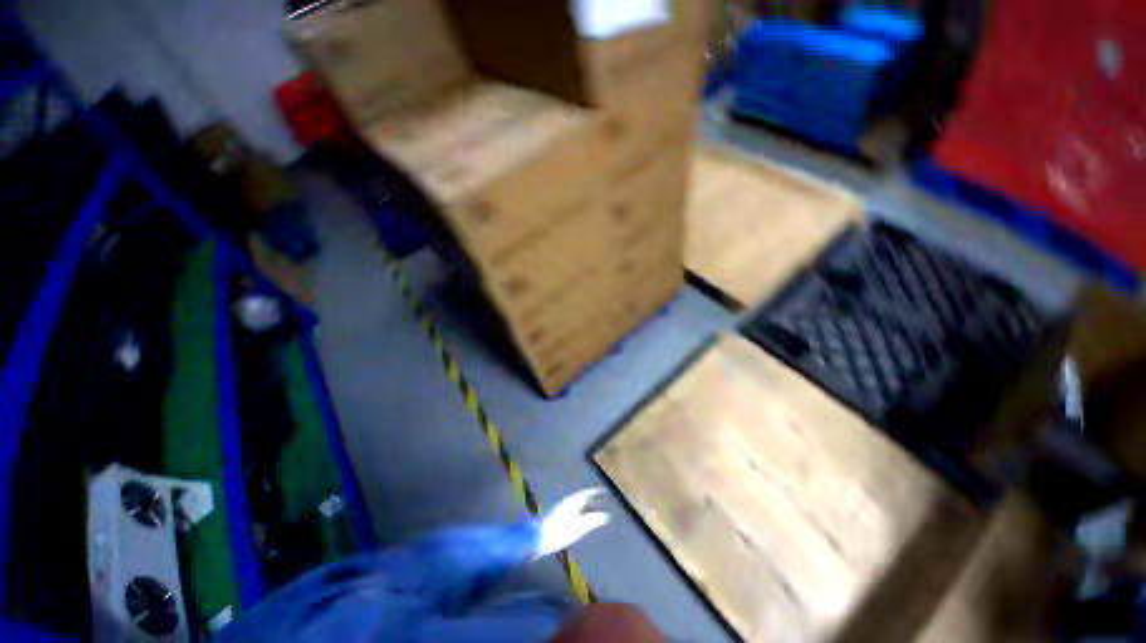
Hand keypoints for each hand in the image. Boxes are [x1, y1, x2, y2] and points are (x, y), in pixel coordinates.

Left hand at [534, 488, 609, 558]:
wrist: (538, 538)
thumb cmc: (560, 531)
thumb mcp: (579, 527)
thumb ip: (592, 520)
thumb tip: (606, 515)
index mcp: (572, 501)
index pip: (587, 492)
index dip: (596, 491)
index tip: (605, 491)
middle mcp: (567, 502)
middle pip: (582, 497)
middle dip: (593, 499)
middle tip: (603, 501)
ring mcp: (561, 509)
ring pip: (577, 504)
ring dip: (587, 506)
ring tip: (595, 511)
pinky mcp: (557, 516)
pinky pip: (573, 509)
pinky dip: (581, 511)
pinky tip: (582, 519)